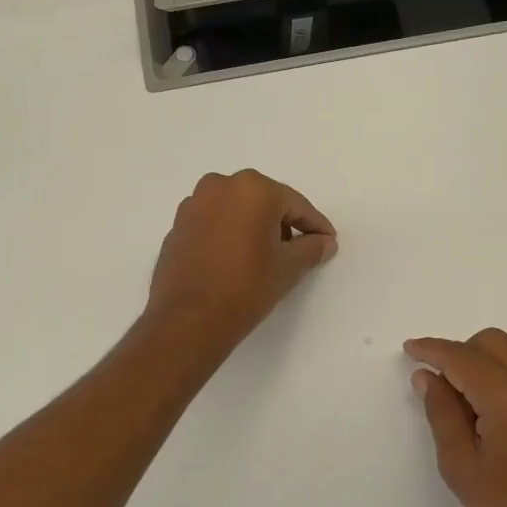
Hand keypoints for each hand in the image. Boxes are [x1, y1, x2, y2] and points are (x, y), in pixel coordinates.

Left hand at [147, 170, 336, 346]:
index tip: (328, 242)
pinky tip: (235, 261)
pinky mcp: (177, 226)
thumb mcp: (289, 268)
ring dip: (253, 228)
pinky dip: (228, 235)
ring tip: (265, 258)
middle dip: (283, 224)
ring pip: (236, 210)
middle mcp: (220, 186)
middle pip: (263, 202)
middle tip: (298, 250)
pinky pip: (213, 224)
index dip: (315, 225)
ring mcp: (193, 204)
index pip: (295, 205)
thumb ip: (311, 248)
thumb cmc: (247, 287)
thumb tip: (325, 242)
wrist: (189, 320)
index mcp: (252, 189)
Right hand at [405, 329, 506, 506]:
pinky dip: (502, 376)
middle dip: (459, 352)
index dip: (431, 349)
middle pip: (491, 342)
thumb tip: (428, 377)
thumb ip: (442, 413)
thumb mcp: (462, 467)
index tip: (409, 349)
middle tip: (438, 384)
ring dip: (481, 363)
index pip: (462, 357)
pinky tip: (490, 413)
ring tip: (462, 404)